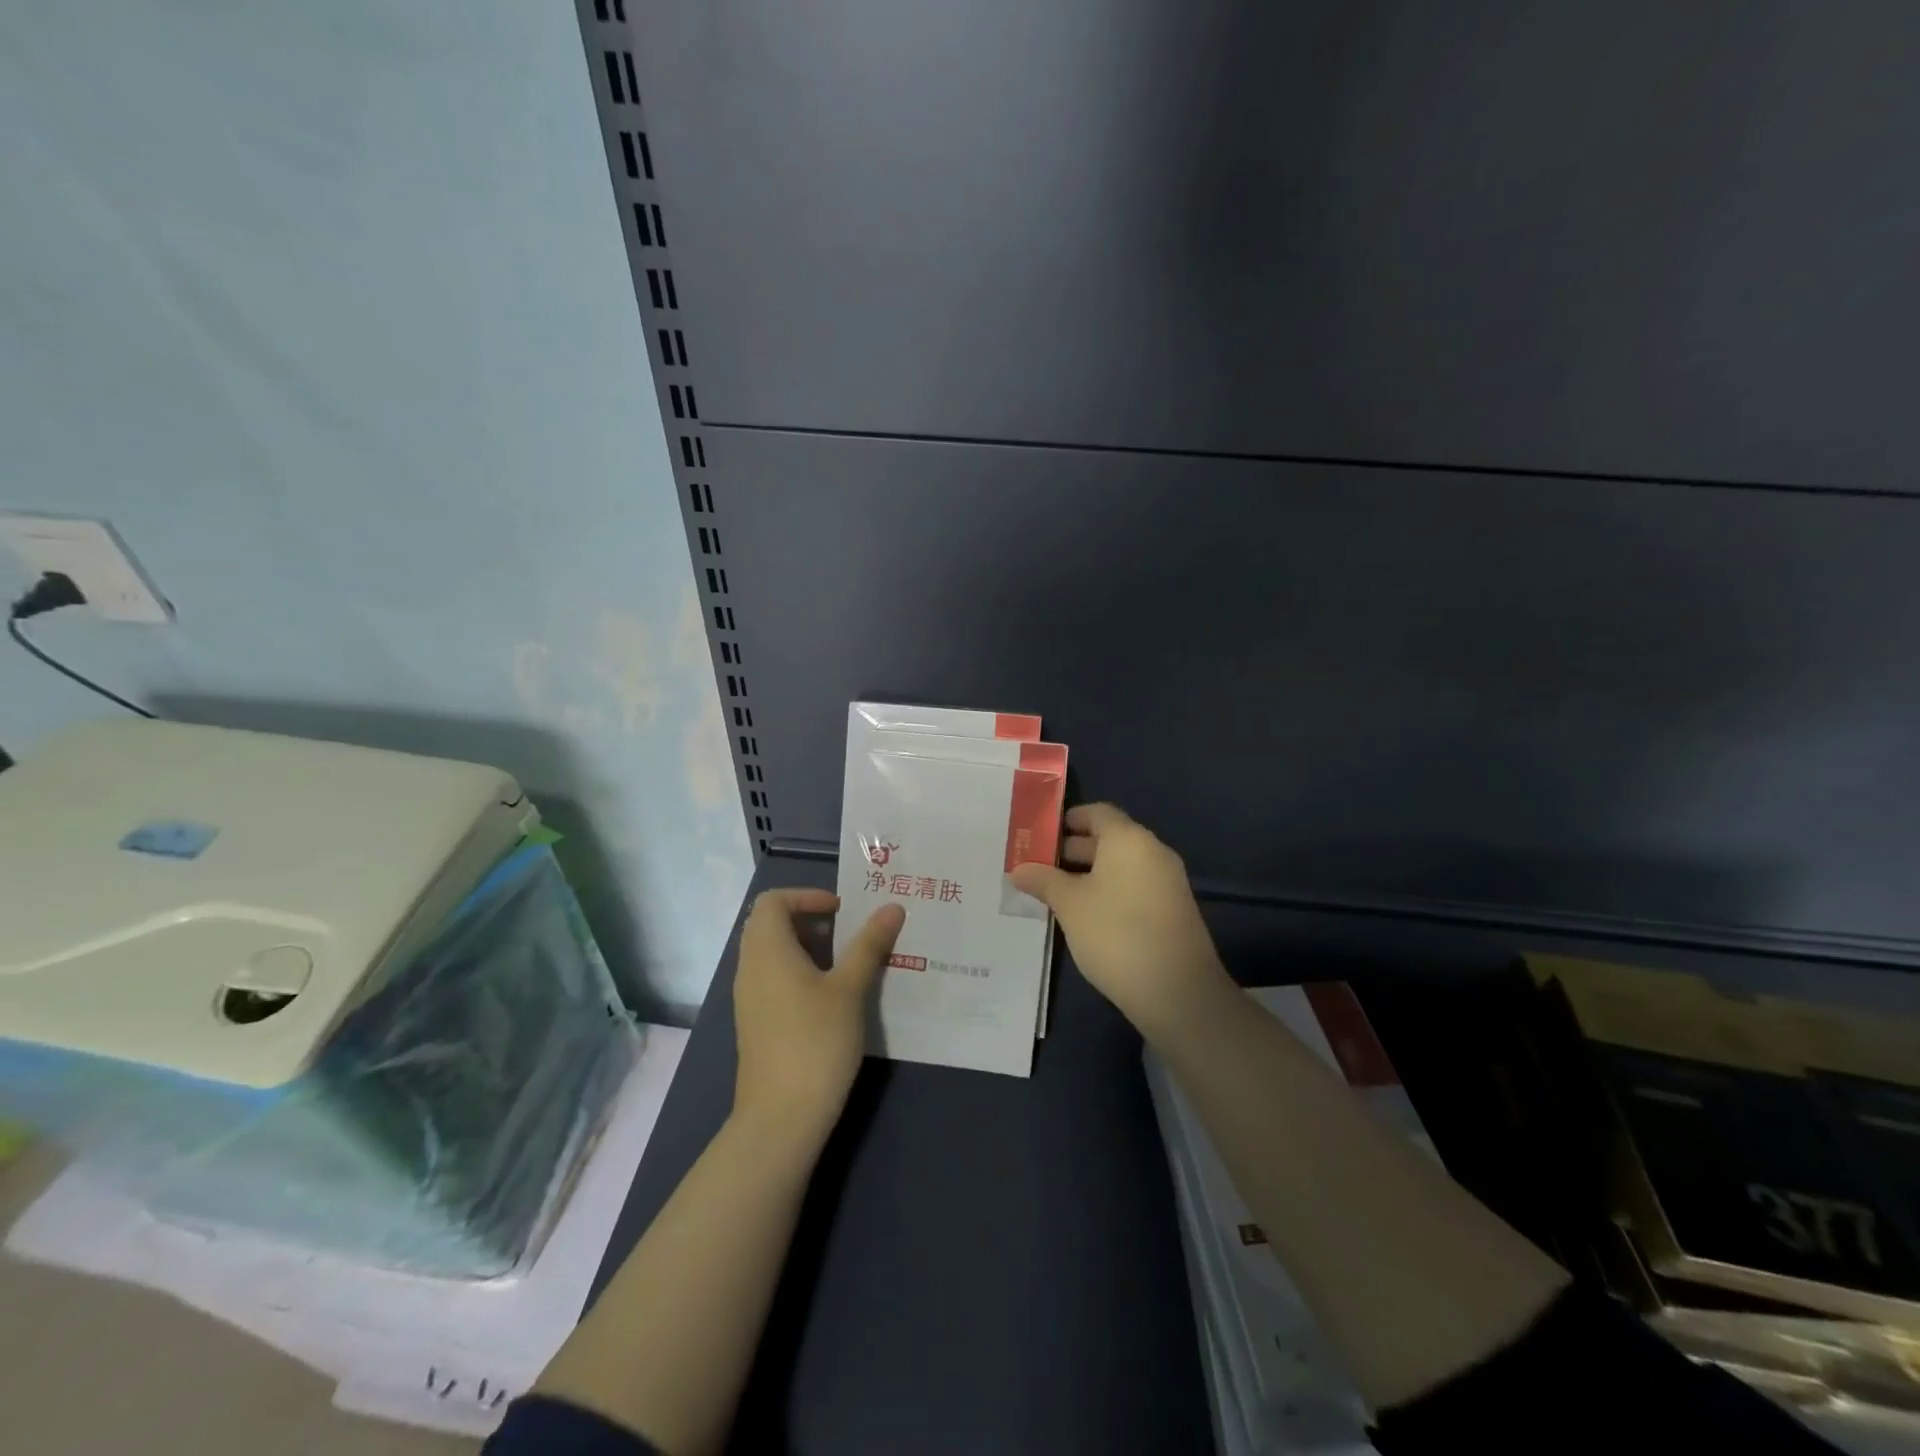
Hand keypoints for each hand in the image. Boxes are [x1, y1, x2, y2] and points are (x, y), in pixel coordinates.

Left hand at [731, 889, 904, 1147]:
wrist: (781, 1117)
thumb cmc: (816, 1042)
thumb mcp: (850, 989)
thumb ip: (869, 944)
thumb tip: (892, 906)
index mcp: (768, 950)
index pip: (773, 901)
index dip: (806, 896)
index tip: (841, 910)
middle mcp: (750, 967)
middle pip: (770, 924)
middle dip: (808, 919)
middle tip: (846, 932)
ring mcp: (749, 997)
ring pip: (771, 952)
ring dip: (805, 946)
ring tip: (844, 963)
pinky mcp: (755, 1022)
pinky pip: (772, 978)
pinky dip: (797, 971)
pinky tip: (830, 996)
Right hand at [1011, 803, 1227, 1032]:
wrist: (1177, 991)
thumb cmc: (1116, 934)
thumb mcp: (1070, 905)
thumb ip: (1044, 881)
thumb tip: (1019, 869)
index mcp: (1129, 839)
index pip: (1097, 812)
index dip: (1068, 820)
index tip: (1040, 835)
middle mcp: (1152, 851)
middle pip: (1109, 838)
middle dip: (1074, 849)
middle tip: (1039, 866)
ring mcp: (1167, 881)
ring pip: (1121, 865)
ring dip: (1090, 873)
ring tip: (1056, 893)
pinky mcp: (1172, 909)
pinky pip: (1135, 886)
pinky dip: (1110, 890)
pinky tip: (1086, 915)